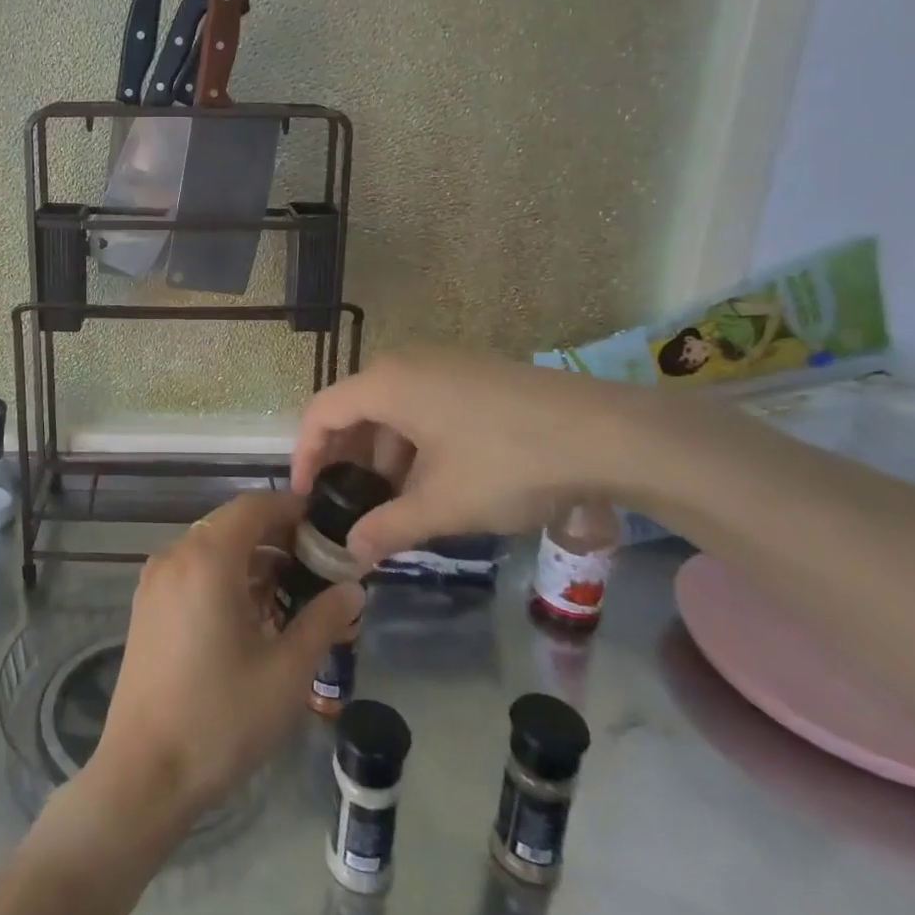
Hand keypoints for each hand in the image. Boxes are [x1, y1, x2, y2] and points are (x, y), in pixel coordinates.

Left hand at [86, 491, 363, 833]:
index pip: (254, 506)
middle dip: (278, 538)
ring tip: (292, 596)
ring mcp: (155, 580)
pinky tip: (252, 616)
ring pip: (212, 548)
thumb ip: (323, 620)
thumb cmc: (221, 718)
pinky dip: (225, 577)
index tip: (328, 530)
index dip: (293, 510)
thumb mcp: (286, 672)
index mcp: (207, 558)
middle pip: (233, 524)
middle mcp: (175, 555)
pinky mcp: (147, 606)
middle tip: (319, 569)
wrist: (144, 773)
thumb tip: (353, 589)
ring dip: (252, 560)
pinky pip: (193, 571)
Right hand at [291, 349, 638, 563]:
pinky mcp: (475, 373)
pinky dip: (416, 441)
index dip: (304, 456)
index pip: (321, 413)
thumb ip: (388, 527)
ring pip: (393, 408)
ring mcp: (445, 363)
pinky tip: (437, 478)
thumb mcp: (443, 504)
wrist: (609, 433)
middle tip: (350, 504)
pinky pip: (424, 404)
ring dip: (384, 454)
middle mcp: (407, 362)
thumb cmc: (508, 463)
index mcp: (386, 383)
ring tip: (397, 502)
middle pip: (355, 408)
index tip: (307, 497)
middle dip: (347, 459)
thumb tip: (350, 553)